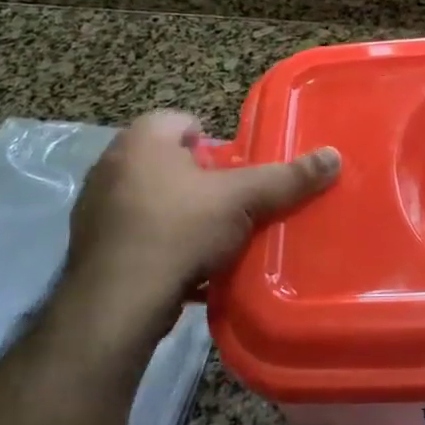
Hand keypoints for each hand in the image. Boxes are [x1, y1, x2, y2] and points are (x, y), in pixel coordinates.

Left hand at [61, 111, 340, 339]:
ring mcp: (95, 205)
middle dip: (198, 180)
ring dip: (177, 212)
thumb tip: (334, 156)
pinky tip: (181, 267)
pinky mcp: (89, 245)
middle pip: (169, 161)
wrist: (117, 303)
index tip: (235, 173)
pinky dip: (156, 244)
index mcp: (143, 138)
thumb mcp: (244, 200)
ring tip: (209, 239)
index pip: (185, 121)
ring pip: (150, 197)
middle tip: (228, 205)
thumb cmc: (180, 230)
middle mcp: (112, 162)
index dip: (215, 144)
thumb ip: (287, 178)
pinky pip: (134, 233)